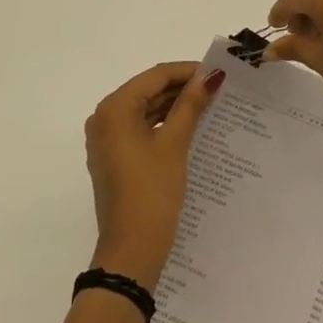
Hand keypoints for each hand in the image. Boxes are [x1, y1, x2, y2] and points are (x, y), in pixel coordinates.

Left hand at [83, 62, 224, 288]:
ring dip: (174, 107)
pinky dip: (163, 125)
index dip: (187, 71)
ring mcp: (107, 140)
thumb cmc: (152, 192)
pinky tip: (191, 127)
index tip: (218, 72)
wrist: (131, 251)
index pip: (155, 76)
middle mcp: (104, 118)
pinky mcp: (114, 157)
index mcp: (114, 109)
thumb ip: (191, 105)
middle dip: (182, 88)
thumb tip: (211, 76)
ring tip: (210, 105)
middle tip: (219, 89)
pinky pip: (140, 129)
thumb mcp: (174, 145)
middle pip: (148, 91)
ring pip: (145, 110)